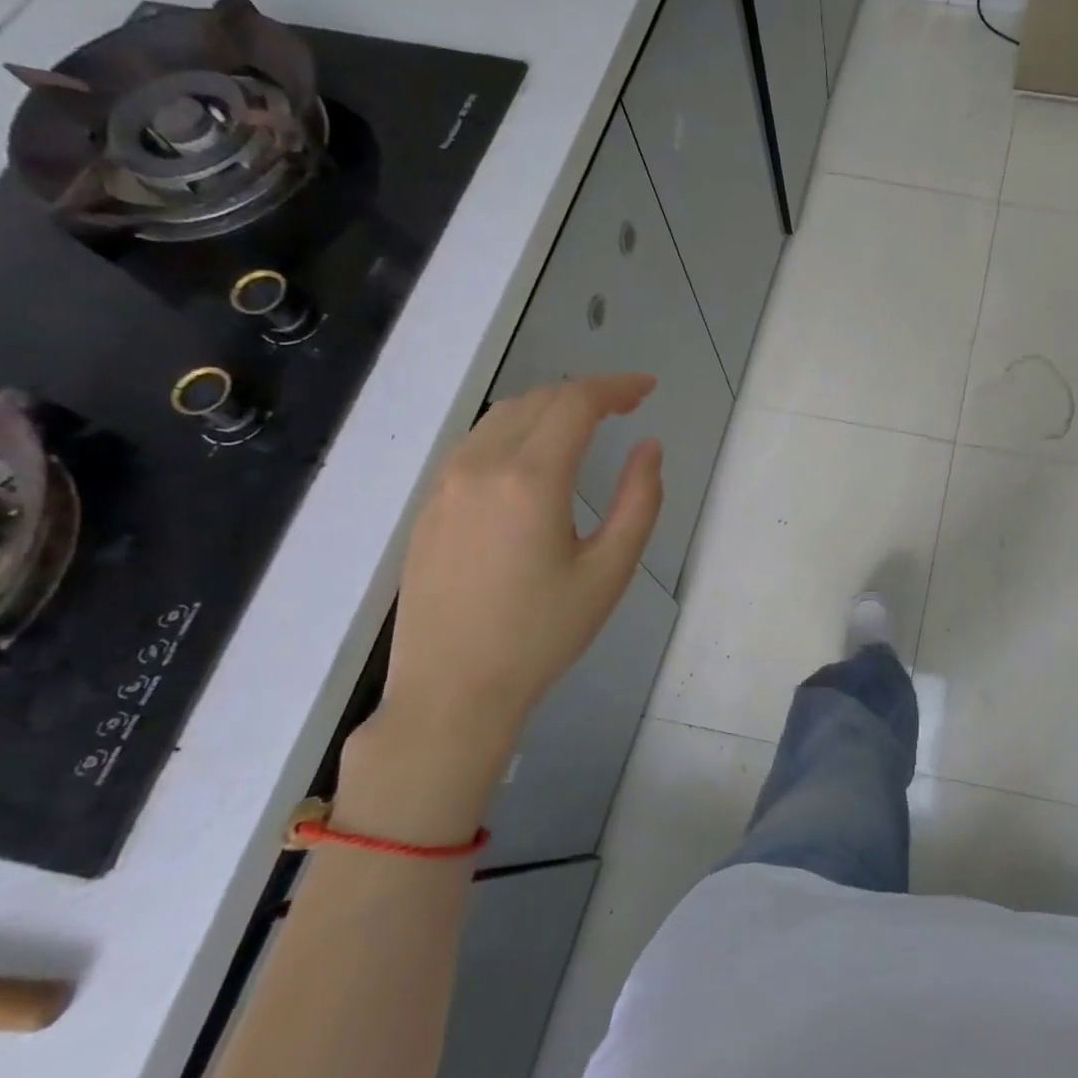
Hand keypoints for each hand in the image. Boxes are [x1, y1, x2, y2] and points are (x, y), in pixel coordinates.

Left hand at [337, 375, 662, 843]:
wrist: (452, 691)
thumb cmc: (542, 634)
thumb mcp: (610, 571)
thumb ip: (639, 501)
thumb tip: (649, 448)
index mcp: (530, 480)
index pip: (575, 403)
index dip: (616, 387)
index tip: (647, 389)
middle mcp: (480, 466)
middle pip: (538, 401)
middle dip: (586, 393)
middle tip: (627, 406)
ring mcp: (445, 484)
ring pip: (501, 417)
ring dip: (548, 408)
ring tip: (586, 424)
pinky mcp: (429, 506)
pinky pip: (476, 444)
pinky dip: (515, 430)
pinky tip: (535, 457)